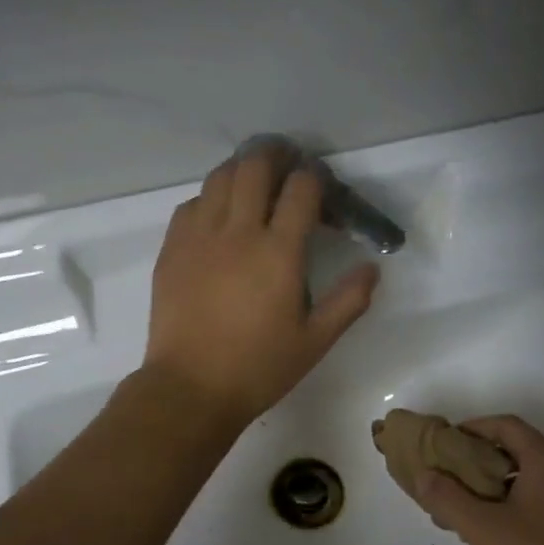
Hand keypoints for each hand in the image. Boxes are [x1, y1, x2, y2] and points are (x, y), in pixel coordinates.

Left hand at [144, 149, 378, 425]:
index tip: (322, 191)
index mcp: (278, 252)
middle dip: (277, 156)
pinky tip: (219, 217)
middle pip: (255, 166)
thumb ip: (349, 301)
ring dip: (242, 170)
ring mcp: (199, 237)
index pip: (301, 189)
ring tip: (254, 183)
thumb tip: (372, 268)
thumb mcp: (315, 341)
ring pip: (219, 177)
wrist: (190, 388)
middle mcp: (237, 232)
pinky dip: (211, 198)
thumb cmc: (258, 368)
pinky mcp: (172, 249)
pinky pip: (192, 204)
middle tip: (289, 165)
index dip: (316, 179)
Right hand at [415, 416, 543, 544]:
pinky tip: (498, 534)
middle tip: (450, 480)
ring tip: (466, 511)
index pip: (506, 425)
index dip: (473, 428)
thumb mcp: (483, 528)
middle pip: (518, 451)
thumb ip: (448, 498)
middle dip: (480, 462)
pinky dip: (515, 505)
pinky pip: (543, 501)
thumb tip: (424, 476)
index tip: (445, 444)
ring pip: (530, 479)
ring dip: (496, 487)